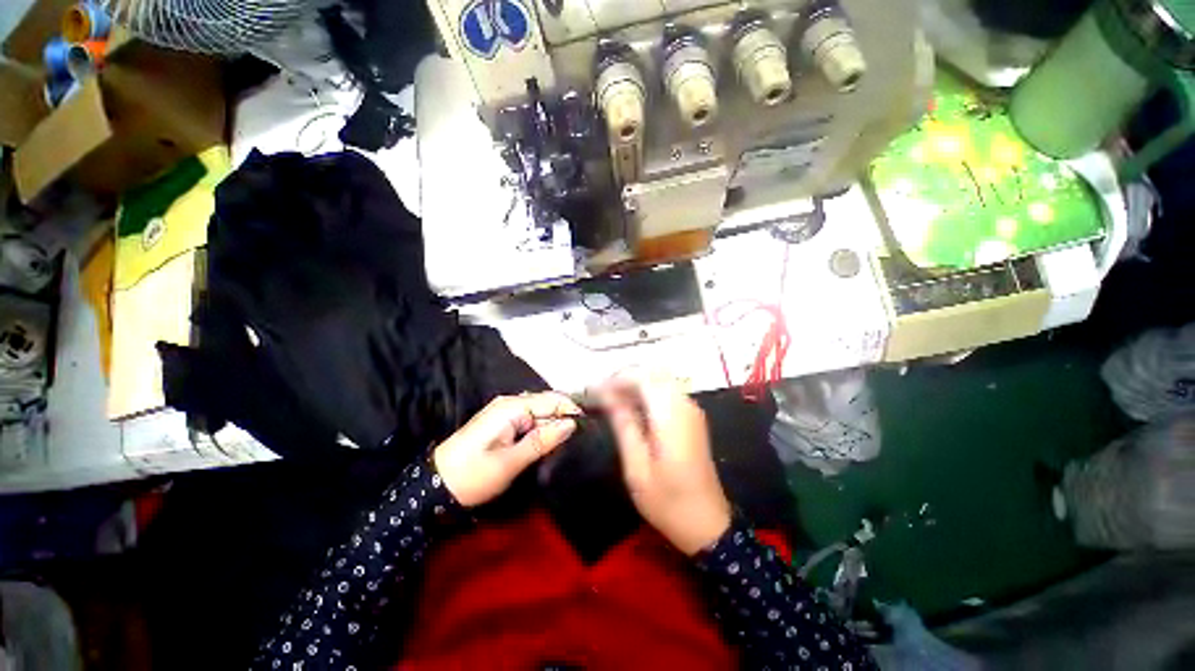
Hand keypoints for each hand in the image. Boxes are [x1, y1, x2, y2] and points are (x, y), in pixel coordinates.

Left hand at [433, 393, 578, 506]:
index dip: (573, 411)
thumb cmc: (472, 475)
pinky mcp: (503, 424)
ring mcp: (505, 413)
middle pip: (548, 404)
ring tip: (570, 443)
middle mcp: (511, 404)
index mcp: (513, 407)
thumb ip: (542, 440)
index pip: (553, 399)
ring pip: (540, 413)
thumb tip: (572, 424)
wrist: (433, 487)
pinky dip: (542, 431)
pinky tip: (550, 444)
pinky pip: (530, 421)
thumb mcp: (510, 462)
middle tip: (582, 440)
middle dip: (565, 419)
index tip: (590, 429)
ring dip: (554, 426)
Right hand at [601, 370, 731, 555]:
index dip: (616, 378)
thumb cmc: (668, 502)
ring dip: (634, 383)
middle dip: (624, 377)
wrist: (708, 524)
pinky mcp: (692, 417)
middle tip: (601, 395)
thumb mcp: (637, 468)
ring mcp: (691, 410)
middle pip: (652, 373)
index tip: (594, 391)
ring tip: (610, 401)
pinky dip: (646, 392)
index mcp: (671, 417)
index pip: (643, 377)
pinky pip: (666, 391)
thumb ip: (624, 425)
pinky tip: (631, 408)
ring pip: (660, 379)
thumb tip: (606, 396)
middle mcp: (685, 405)